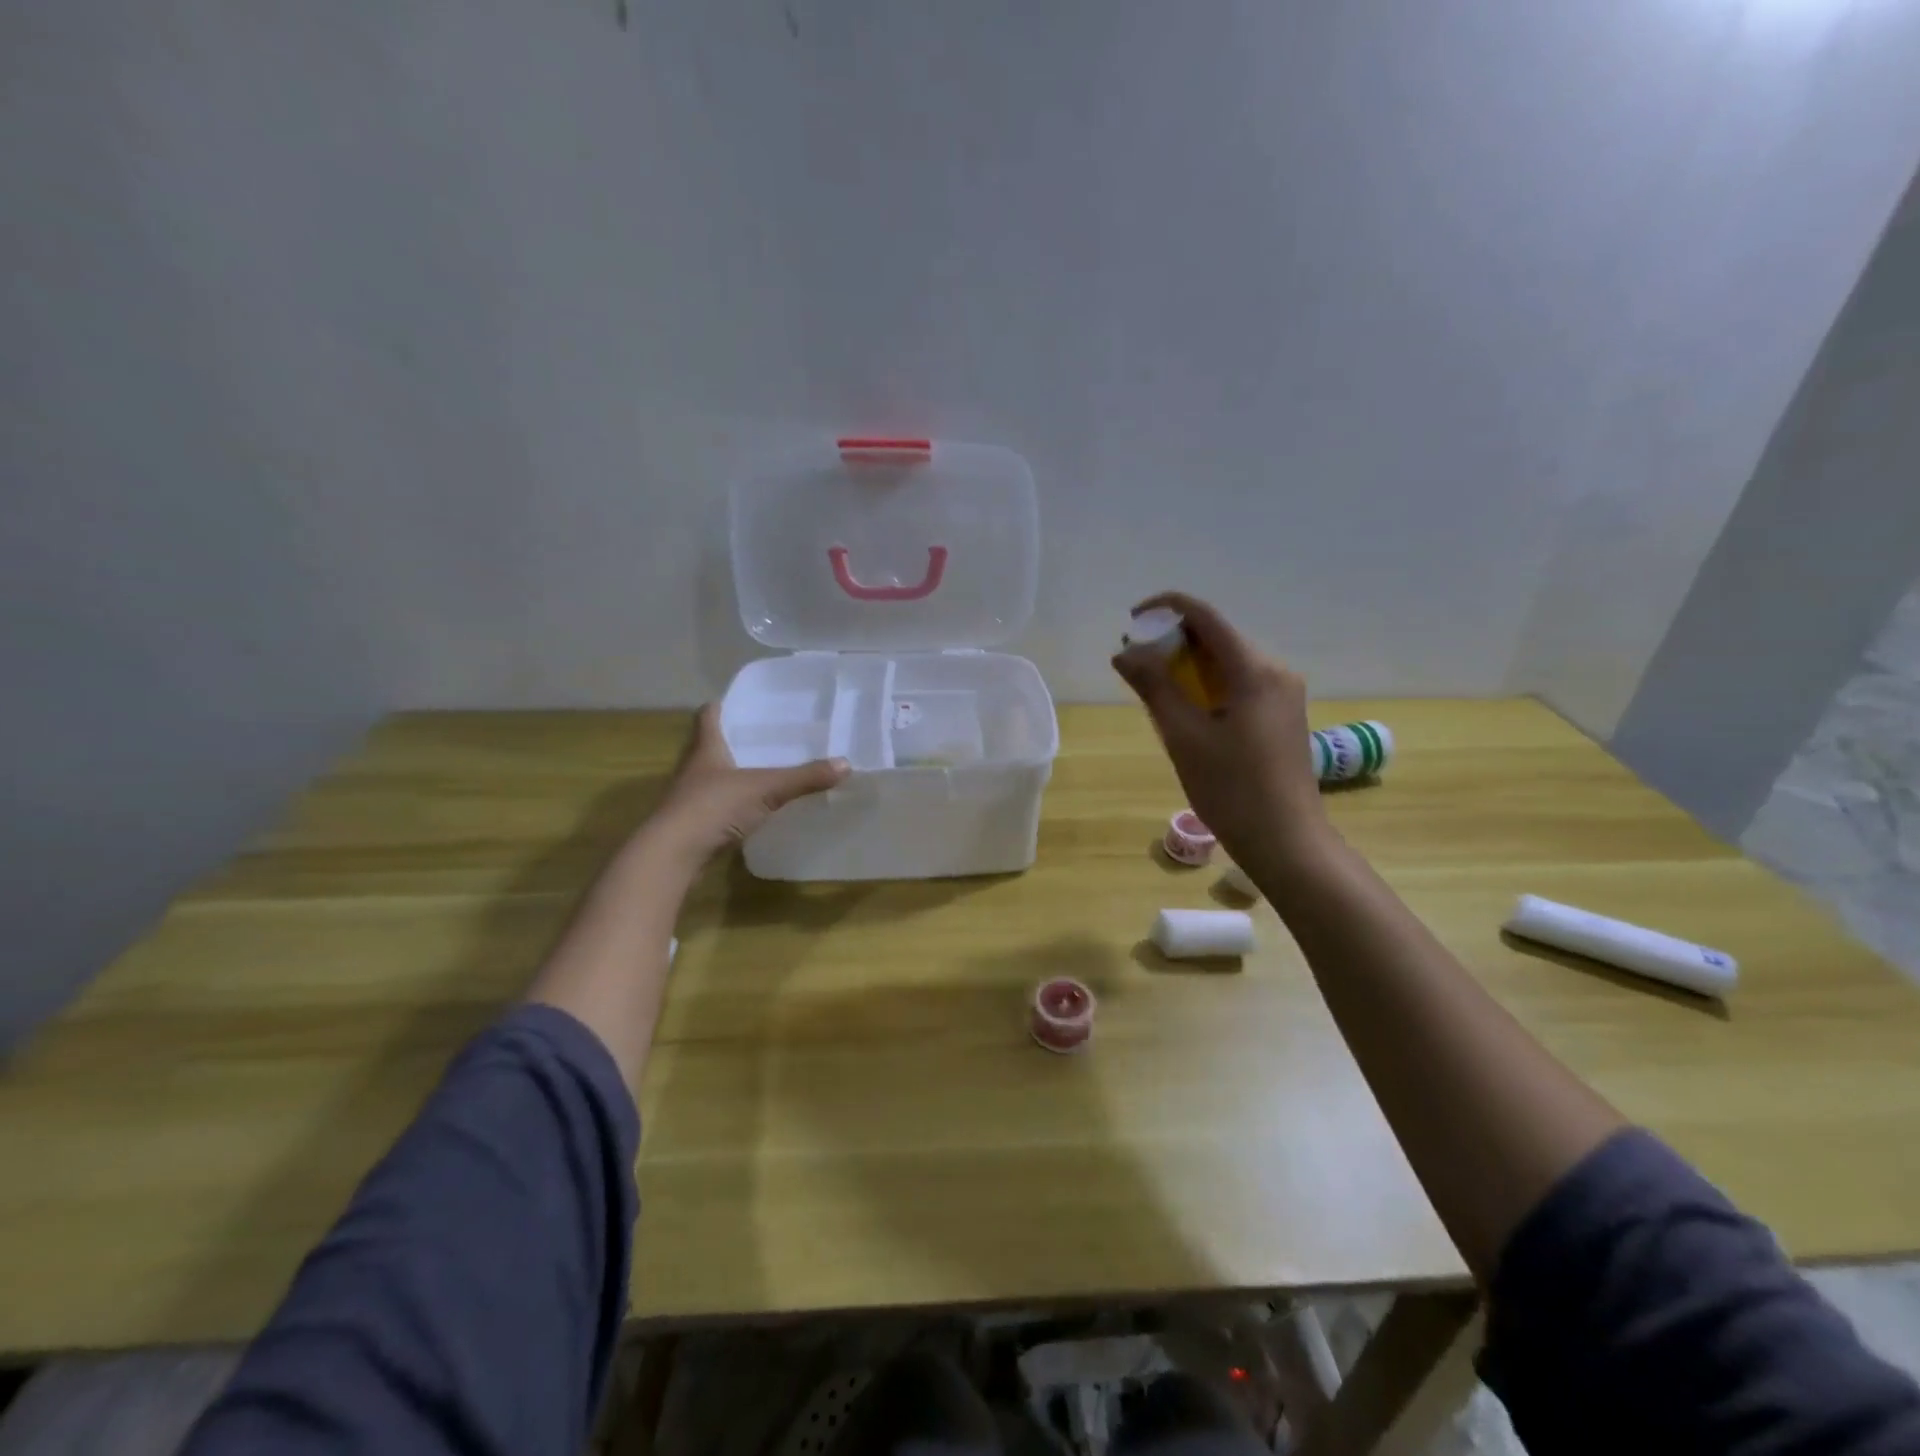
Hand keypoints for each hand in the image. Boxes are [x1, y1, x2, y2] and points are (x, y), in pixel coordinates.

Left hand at [643, 704, 849, 870]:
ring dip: (732, 774)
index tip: (737, 702)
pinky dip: (733, 804)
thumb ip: (804, 777)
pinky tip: (753, 809)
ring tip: (763, 771)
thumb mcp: (765, 789)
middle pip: (710, 746)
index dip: (720, 707)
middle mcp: (694, 768)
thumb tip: (846, 764)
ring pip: (713, 777)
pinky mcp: (694, 825)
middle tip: (764, 737)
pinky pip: (717, 806)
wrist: (673, 854)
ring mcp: (691, 798)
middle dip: (733, 740)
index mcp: (706, 749)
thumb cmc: (713, 807)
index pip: (708, 716)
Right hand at [1112, 592, 1331, 873]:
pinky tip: (1188, 710)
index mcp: (1255, 670)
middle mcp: (1275, 671)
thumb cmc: (1231, 790)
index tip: (1132, 621)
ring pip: (1228, 661)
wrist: (1286, 841)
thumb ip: (1154, 688)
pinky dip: (1209, 684)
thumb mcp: (1184, 737)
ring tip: (1156, 689)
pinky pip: (1240, 683)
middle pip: (1218, 637)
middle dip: (1174, 641)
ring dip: (1190, 665)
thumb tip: (1125, 652)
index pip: (1206, 616)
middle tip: (1137, 664)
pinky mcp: (1283, 715)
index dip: (1167, 608)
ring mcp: (1283, 693)